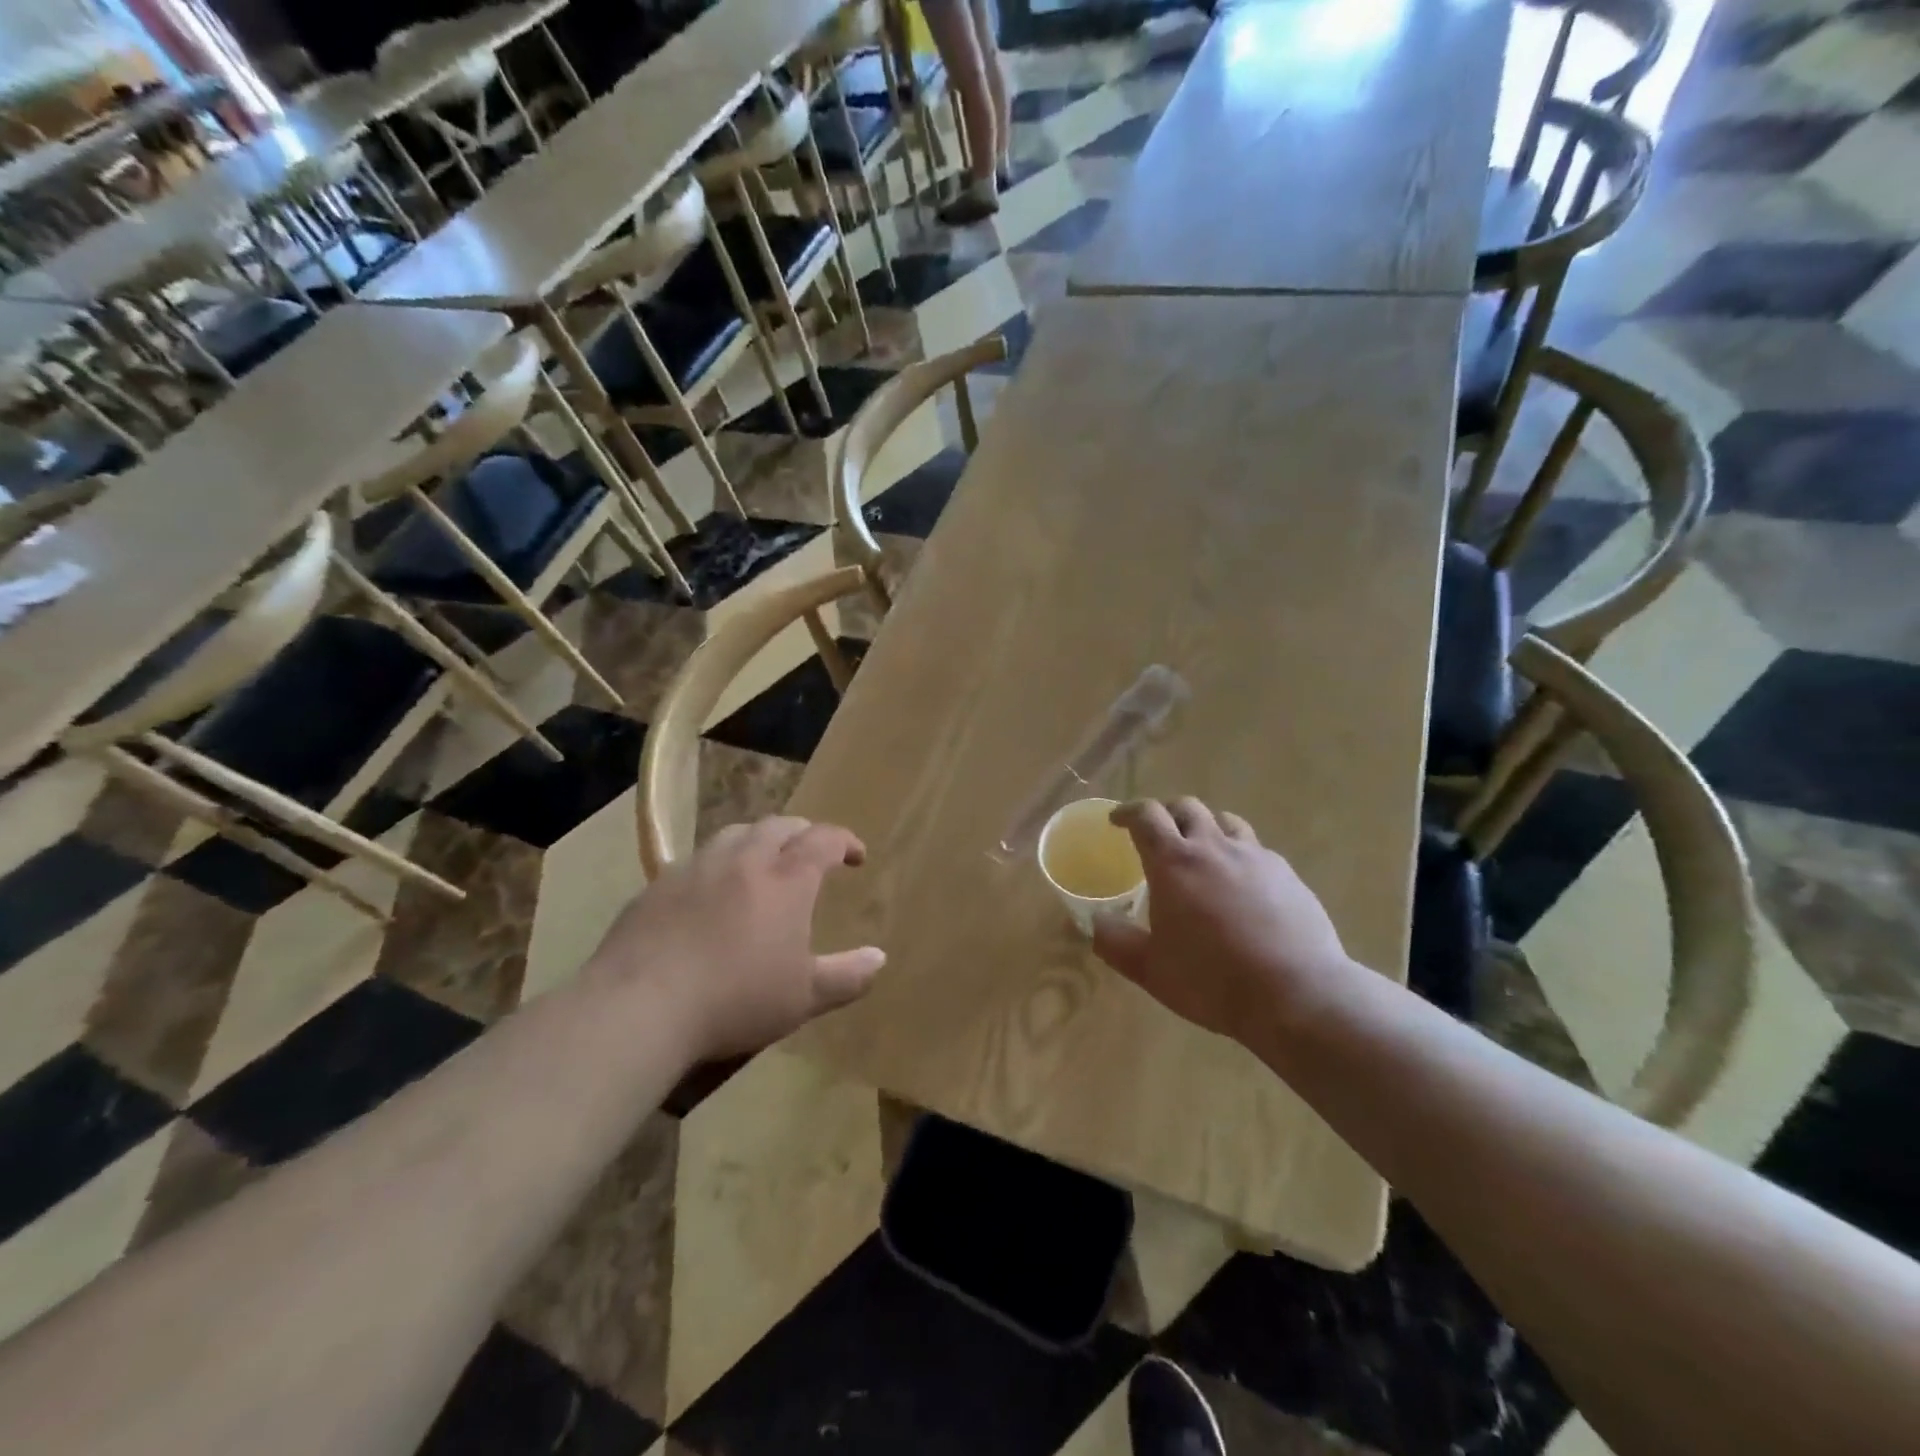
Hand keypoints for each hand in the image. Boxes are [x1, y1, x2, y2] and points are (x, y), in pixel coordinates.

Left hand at [586, 816, 885, 1061]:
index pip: (824, 839)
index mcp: (786, 879)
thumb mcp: (804, 997)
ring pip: (735, 833)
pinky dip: (718, 864)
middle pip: (780, 825)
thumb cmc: (736, 999)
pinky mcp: (658, 885)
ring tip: (763, 861)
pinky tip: (711, 892)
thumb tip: (879, 958)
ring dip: (759, 839)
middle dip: (803, 833)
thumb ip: (847, 976)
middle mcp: (744, 859)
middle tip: (811, 853)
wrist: (641, 1006)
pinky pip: (697, 859)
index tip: (856, 856)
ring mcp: (697, 867)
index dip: (845, 841)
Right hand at [1092, 798, 1352, 1046]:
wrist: (1296, 994)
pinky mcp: (1288, 875)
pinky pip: (1257, 850)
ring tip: (1202, 850)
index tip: (1117, 820)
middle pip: (1187, 808)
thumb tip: (1094, 923)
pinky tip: (1243, 884)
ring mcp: (1255, 857)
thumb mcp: (1152, 969)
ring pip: (1226, 821)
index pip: (1146, 816)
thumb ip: (1116, 943)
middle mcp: (1213, 847)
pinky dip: (1240, 855)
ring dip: (1207, 827)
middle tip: (1158, 834)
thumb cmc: (1212, 980)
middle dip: (1167, 813)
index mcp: (1173, 863)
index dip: (1128, 812)